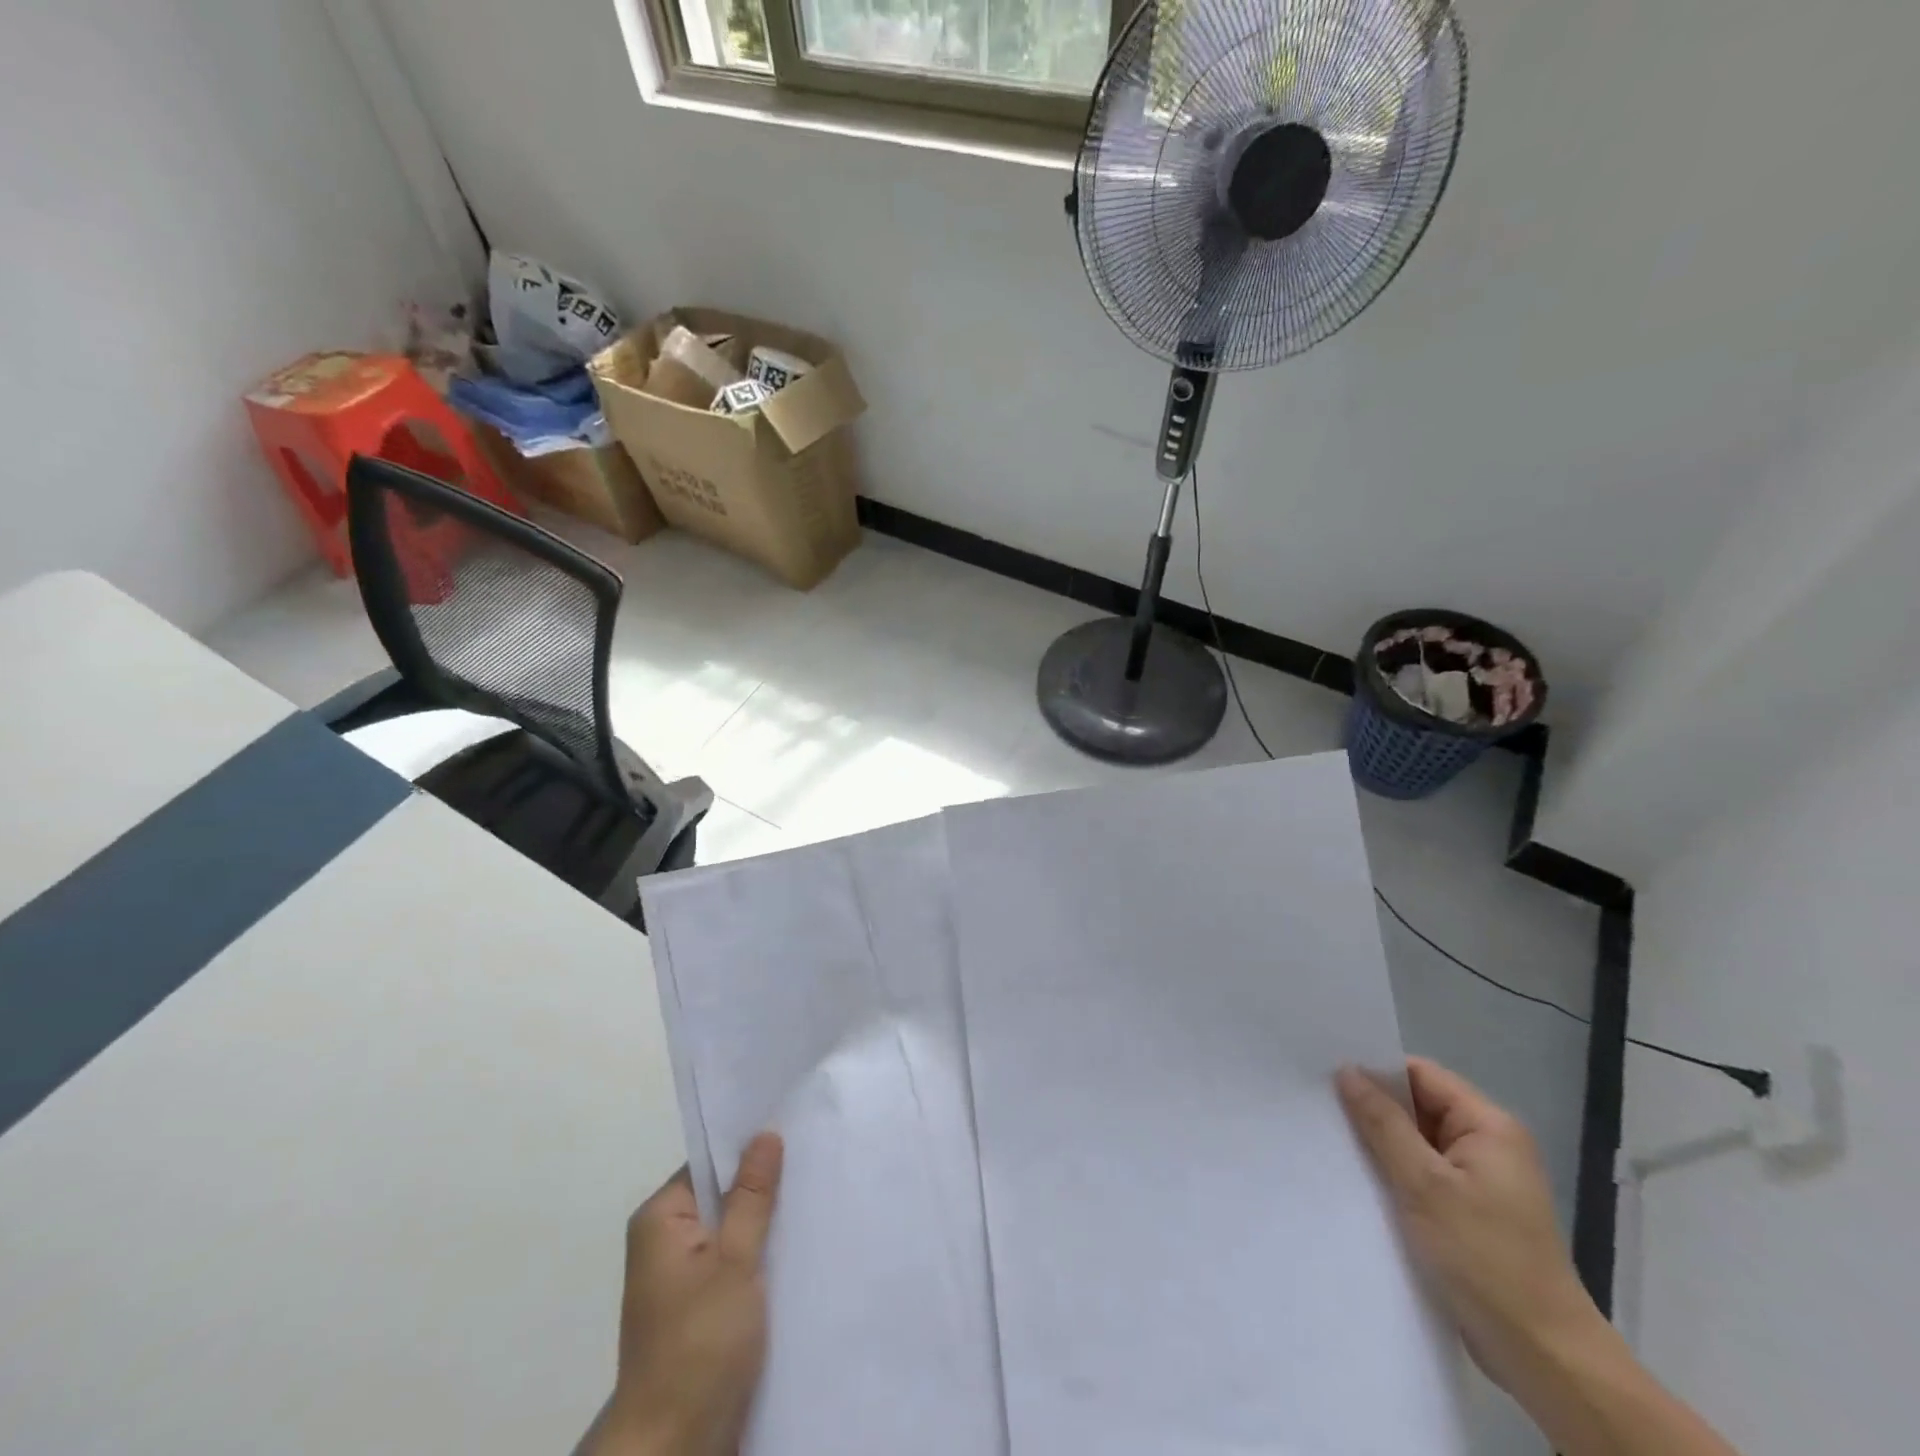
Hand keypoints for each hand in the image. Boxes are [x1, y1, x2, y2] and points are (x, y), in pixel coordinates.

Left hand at [590, 1133, 784, 1455]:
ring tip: (814, 1201)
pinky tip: (798, 1250)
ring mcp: (681, 1278)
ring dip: (766, 1226)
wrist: (674, 1449)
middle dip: (764, 1188)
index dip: (750, 1149)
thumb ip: (752, 1196)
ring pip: (733, 1231)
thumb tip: (765, 1134)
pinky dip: (761, 1258)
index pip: (710, 1163)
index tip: (795, 1135)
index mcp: (661, 1219)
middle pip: (722, 1195)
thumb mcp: (734, 1260)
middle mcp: (665, 1241)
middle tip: (814, 1164)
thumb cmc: (700, 1344)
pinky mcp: (700, 1309)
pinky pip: (734, 1263)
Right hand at [1336, 1059, 1611, 1401]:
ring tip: (1331, 1140)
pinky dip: (1394, 1173)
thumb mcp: (1424, 1184)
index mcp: (1489, 1126)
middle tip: (1320, 1107)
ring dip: (1381, 1144)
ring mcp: (1481, 1180)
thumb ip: (1383, 1122)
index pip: (1421, 1075)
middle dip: (1373, 1108)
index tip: (1327, 1077)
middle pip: (1418, 1105)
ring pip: (1417, 1141)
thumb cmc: (1485, 1259)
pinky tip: (1360, 1180)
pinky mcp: (1470, 1211)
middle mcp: (1489, 1144)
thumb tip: (1347, 1070)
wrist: (1543, 1357)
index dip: (1376, 1072)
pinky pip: (1423, 1173)